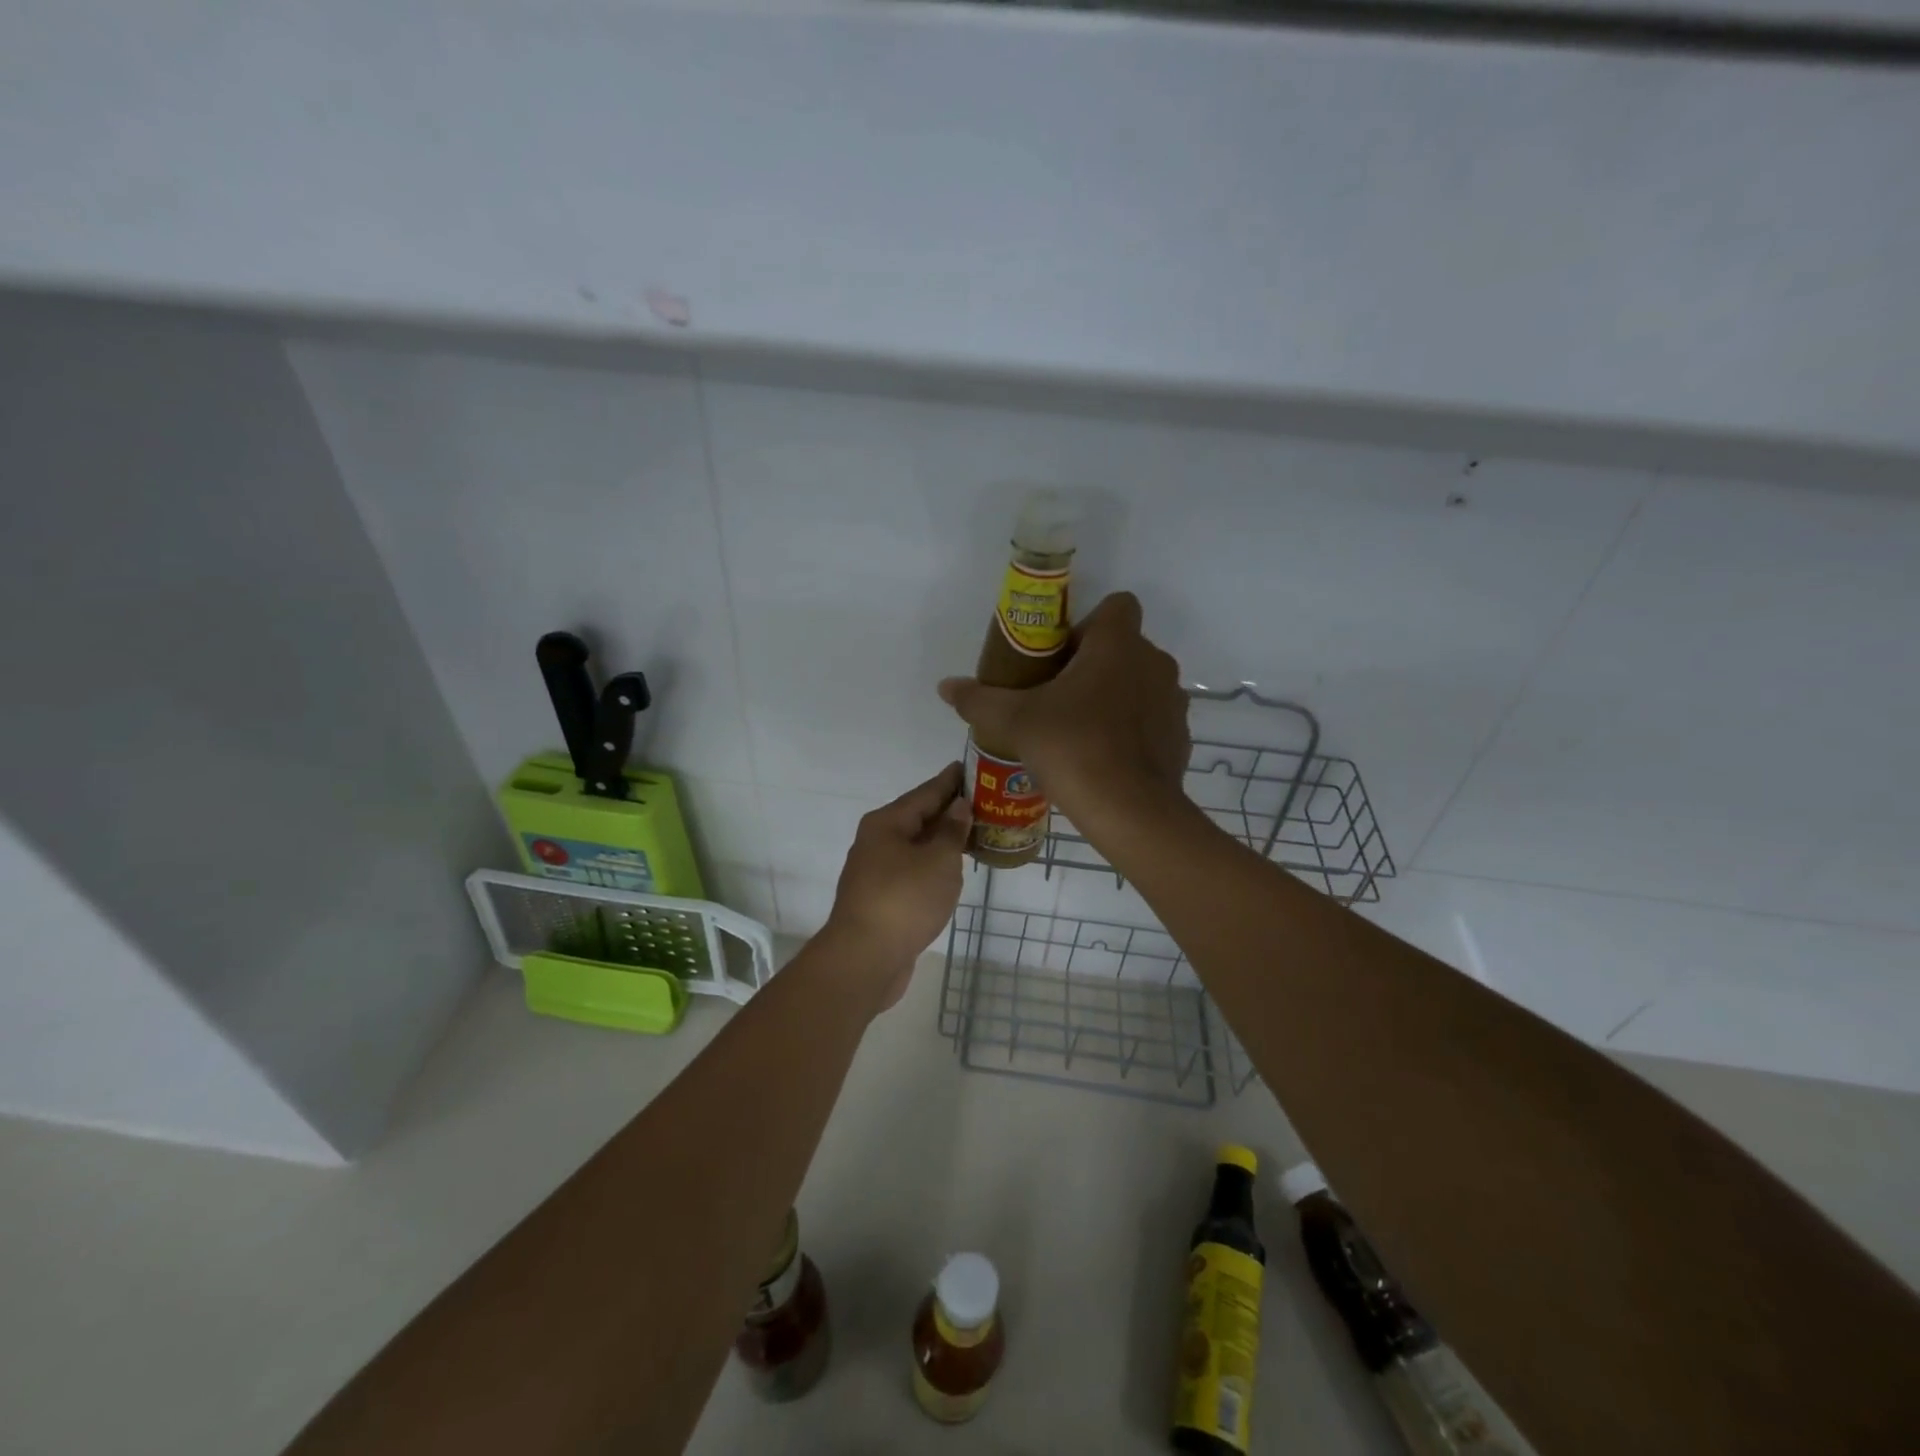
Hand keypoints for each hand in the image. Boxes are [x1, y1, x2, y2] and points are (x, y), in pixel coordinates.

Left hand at [824, 762, 970, 1010]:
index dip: (951, 780)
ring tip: (976, 832)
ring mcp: (877, 871)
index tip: (972, 766)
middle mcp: (877, 841)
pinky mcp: (882, 898)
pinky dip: (934, 864)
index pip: (926, 792)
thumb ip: (951, 831)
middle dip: (950, 810)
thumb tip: (958, 806)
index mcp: (887, 823)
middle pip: (919, 817)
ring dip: (943, 839)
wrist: (865, 959)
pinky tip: (953, 868)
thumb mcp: (938, 860)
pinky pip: (914, 869)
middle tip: (985, 800)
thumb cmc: (904, 900)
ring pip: (916, 845)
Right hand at [938, 592, 1189, 820]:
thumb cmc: (1072, 748)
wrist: (1130, 811)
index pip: (1116, 605)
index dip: (1088, 624)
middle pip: (1124, 647)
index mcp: (1118, 644)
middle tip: (1058, 697)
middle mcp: (1154, 663)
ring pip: (1140, 683)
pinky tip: (1105, 758)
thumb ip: (979, 699)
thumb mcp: (1015, 722)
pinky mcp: (1180, 737)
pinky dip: (1132, 730)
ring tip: (1080, 730)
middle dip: (1093, 665)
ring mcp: (1173, 701)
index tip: (1061, 655)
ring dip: (1114, 697)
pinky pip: (1152, 720)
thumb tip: (945, 686)